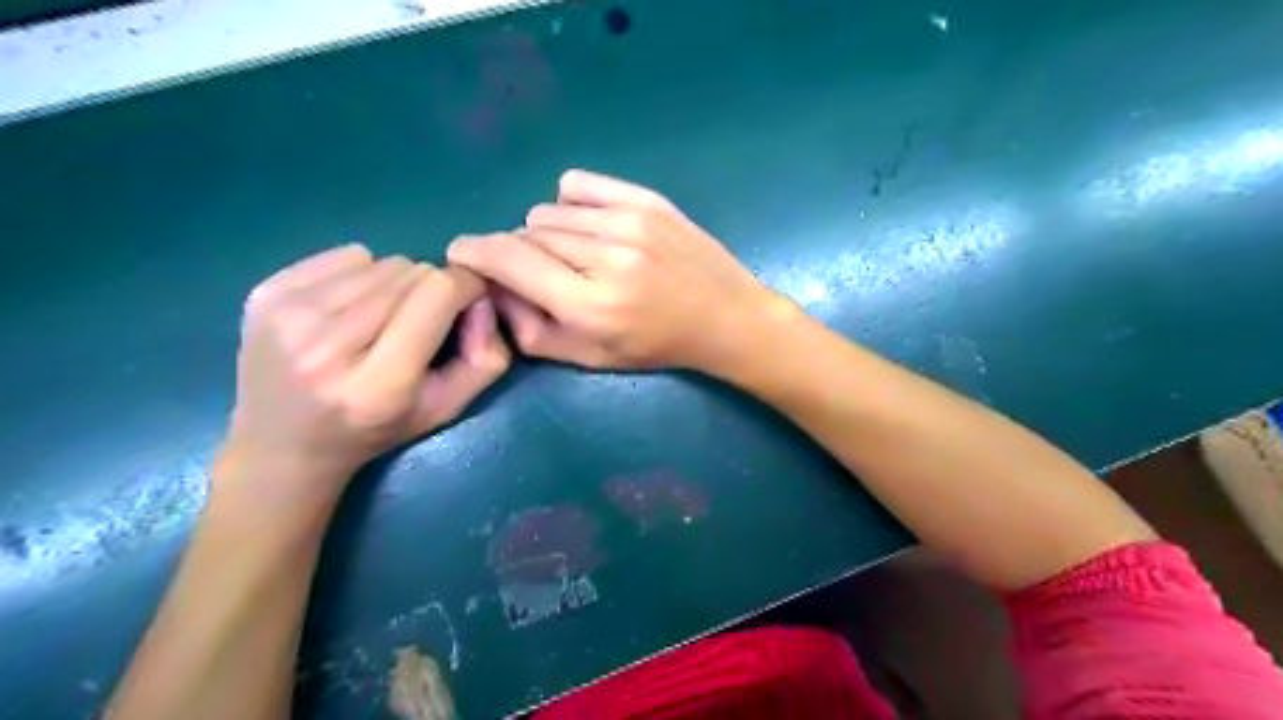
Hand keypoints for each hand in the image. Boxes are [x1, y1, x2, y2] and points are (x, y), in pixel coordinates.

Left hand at [215, 244, 509, 498]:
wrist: (281, 447)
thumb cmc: (375, 430)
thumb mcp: (447, 408)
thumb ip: (486, 359)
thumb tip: (483, 299)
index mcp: (379, 383)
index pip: (438, 293)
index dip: (466, 287)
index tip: (469, 301)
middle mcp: (327, 344)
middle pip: (412, 272)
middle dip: (430, 291)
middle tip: (421, 322)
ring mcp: (288, 314)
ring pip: (381, 261)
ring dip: (396, 284)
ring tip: (382, 320)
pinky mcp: (265, 293)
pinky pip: (345, 255)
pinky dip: (361, 274)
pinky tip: (349, 309)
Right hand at [444, 168, 780, 372]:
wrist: (723, 317)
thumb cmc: (655, 346)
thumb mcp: (589, 358)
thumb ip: (530, 331)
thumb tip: (493, 288)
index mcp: (590, 304)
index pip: (509, 260)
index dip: (474, 252)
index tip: (461, 253)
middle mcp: (606, 256)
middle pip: (526, 233)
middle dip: (520, 254)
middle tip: (544, 274)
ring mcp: (629, 221)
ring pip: (549, 212)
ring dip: (549, 234)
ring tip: (577, 256)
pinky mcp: (646, 199)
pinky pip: (576, 186)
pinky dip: (570, 205)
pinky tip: (589, 227)